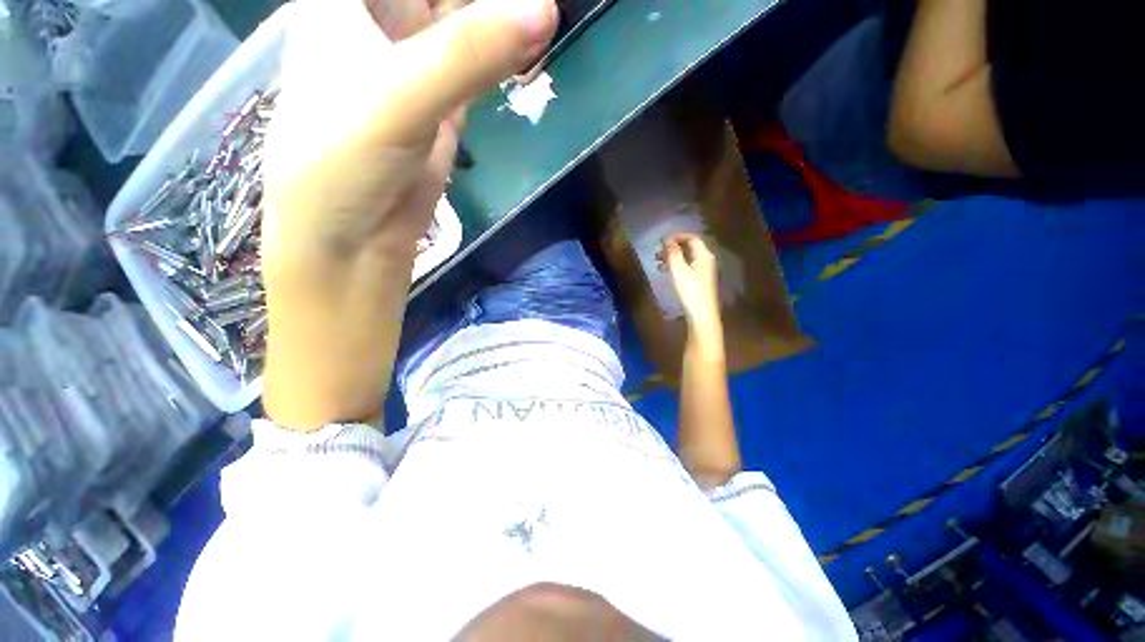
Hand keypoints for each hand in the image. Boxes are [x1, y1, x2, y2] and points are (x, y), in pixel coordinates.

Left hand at [262, 0, 558, 271]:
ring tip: (539, 15)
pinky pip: (477, 67)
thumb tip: (545, 8)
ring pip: (463, 24)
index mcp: (345, 0)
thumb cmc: (344, 159)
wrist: (356, 238)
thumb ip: (470, 51)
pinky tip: (532, 44)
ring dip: (497, 19)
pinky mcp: (443, 106)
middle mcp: (380, 24)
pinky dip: (504, 55)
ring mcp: (415, 66)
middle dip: (481, 2)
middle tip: (531, 5)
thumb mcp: (401, 95)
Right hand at [657, 234, 720, 328]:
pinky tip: (665, 271)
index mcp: (703, 255)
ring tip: (658, 262)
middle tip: (658, 253)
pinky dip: (675, 266)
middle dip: (673, 248)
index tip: (662, 241)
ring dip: (672, 257)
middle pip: (689, 247)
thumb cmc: (690, 291)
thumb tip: (667, 240)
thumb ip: (673, 254)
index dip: (677, 237)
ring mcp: (702, 271)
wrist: (701, 314)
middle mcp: (705, 260)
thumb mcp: (679, 270)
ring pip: (686, 258)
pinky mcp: (698, 281)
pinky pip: (686, 267)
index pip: (692, 238)